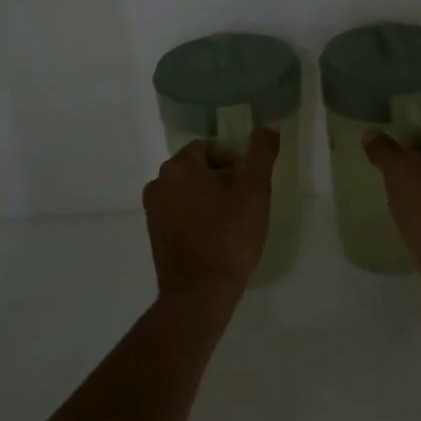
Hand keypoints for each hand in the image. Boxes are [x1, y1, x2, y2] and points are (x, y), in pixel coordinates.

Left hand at [142, 129, 279, 302]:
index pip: (209, 147)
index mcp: (179, 166)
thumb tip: (267, 127)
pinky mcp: (154, 234)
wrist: (199, 293)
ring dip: (210, 198)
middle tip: (246, 201)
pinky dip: (197, 216)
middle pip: (197, 168)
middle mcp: (159, 182)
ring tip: (234, 220)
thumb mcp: (255, 192)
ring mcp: (153, 210)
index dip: (234, 160)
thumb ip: (262, 154)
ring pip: (188, 191)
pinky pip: (180, 212)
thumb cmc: (229, 237)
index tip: (250, 183)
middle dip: (222, 178)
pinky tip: (217, 236)